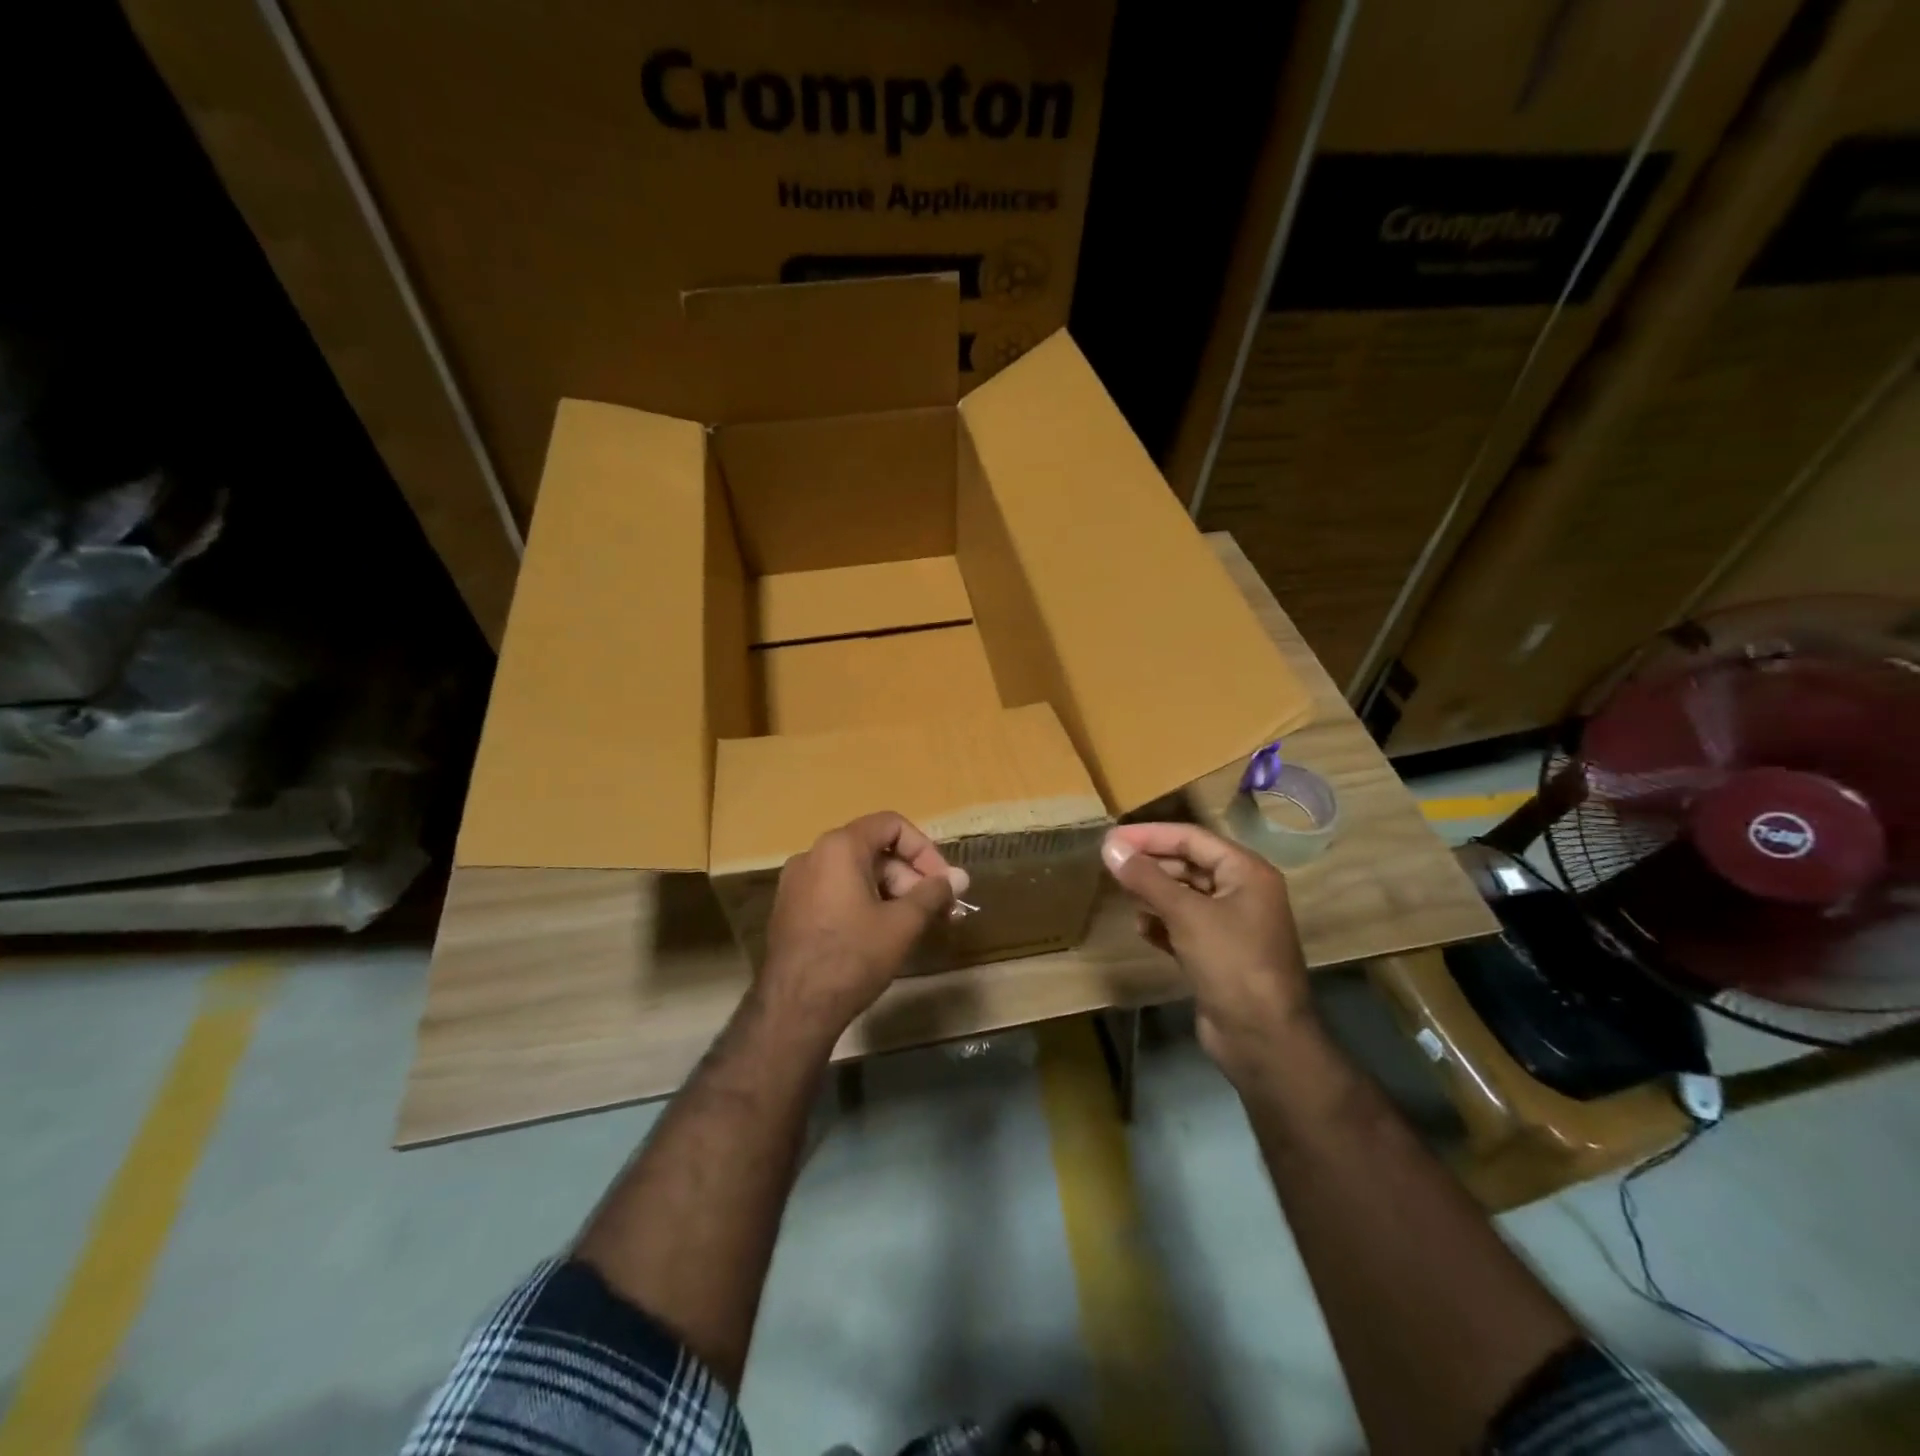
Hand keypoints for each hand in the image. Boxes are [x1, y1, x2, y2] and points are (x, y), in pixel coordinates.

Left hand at [757, 812, 969, 1042]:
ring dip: (891, 892)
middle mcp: (813, 854)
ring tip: (914, 925)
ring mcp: (797, 882)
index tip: (943, 882)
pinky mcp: (791, 908)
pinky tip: (881, 934)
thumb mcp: (903, 924)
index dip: (925, 850)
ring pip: (856, 873)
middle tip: (938, 910)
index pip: (892, 825)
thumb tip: (961, 877)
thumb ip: (934, 893)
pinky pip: (836, 891)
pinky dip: (864, 902)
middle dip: (911, 877)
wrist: (794, 1009)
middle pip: (874, 850)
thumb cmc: (853, 957)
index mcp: (839, 847)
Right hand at [1101, 822, 1314, 1080]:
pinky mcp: (1218, 955)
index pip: (1192, 839)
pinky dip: (1162, 923)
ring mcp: (1232, 926)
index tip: (1112, 837)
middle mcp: (1242, 893)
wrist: (1263, 1039)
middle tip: (1111, 863)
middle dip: (1151, 864)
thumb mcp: (1186, 914)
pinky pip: (1185, 926)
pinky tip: (1141, 927)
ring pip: (1185, 896)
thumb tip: (1110, 845)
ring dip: (1154, 893)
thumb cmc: (1231, 963)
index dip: (1150, 835)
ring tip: (1122, 893)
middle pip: (1189, 865)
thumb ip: (1146, 878)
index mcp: (1247, 873)